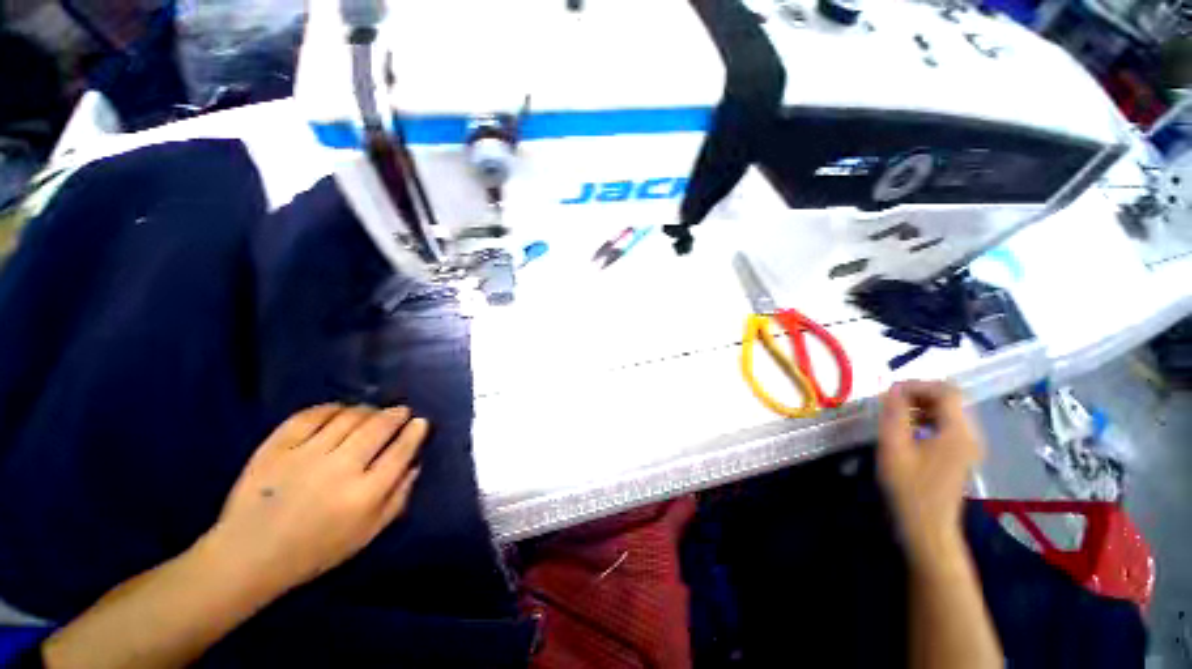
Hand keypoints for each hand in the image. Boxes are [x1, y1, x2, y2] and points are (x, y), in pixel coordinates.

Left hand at [202, 404, 427, 594]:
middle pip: (378, 428)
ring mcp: (305, 455)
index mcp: (364, 495)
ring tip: (372, 412)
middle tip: (400, 412)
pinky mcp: (276, 448)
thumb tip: (415, 464)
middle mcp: (339, 469)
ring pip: (348, 417)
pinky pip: (311, 415)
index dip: (414, 432)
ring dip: (367, 410)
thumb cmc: (314, 550)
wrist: (248, 556)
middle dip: (395, 415)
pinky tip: (339, 411)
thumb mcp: (366, 534)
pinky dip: (331, 408)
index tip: (420, 422)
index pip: (400, 452)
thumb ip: (397, 499)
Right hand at [877, 381, 984, 566]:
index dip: (918, 385)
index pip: (946, 391)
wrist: (928, 527)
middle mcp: (970, 435)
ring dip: (921, 406)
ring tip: (895, 414)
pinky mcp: (961, 454)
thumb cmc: (909, 488)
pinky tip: (907, 429)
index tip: (890, 392)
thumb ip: (894, 416)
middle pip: (950, 398)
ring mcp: (968, 446)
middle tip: (890, 401)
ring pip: (948, 411)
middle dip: (918, 393)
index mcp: (958, 432)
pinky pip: (947, 425)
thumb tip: (893, 390)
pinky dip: (927, 419)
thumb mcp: (894, 448)